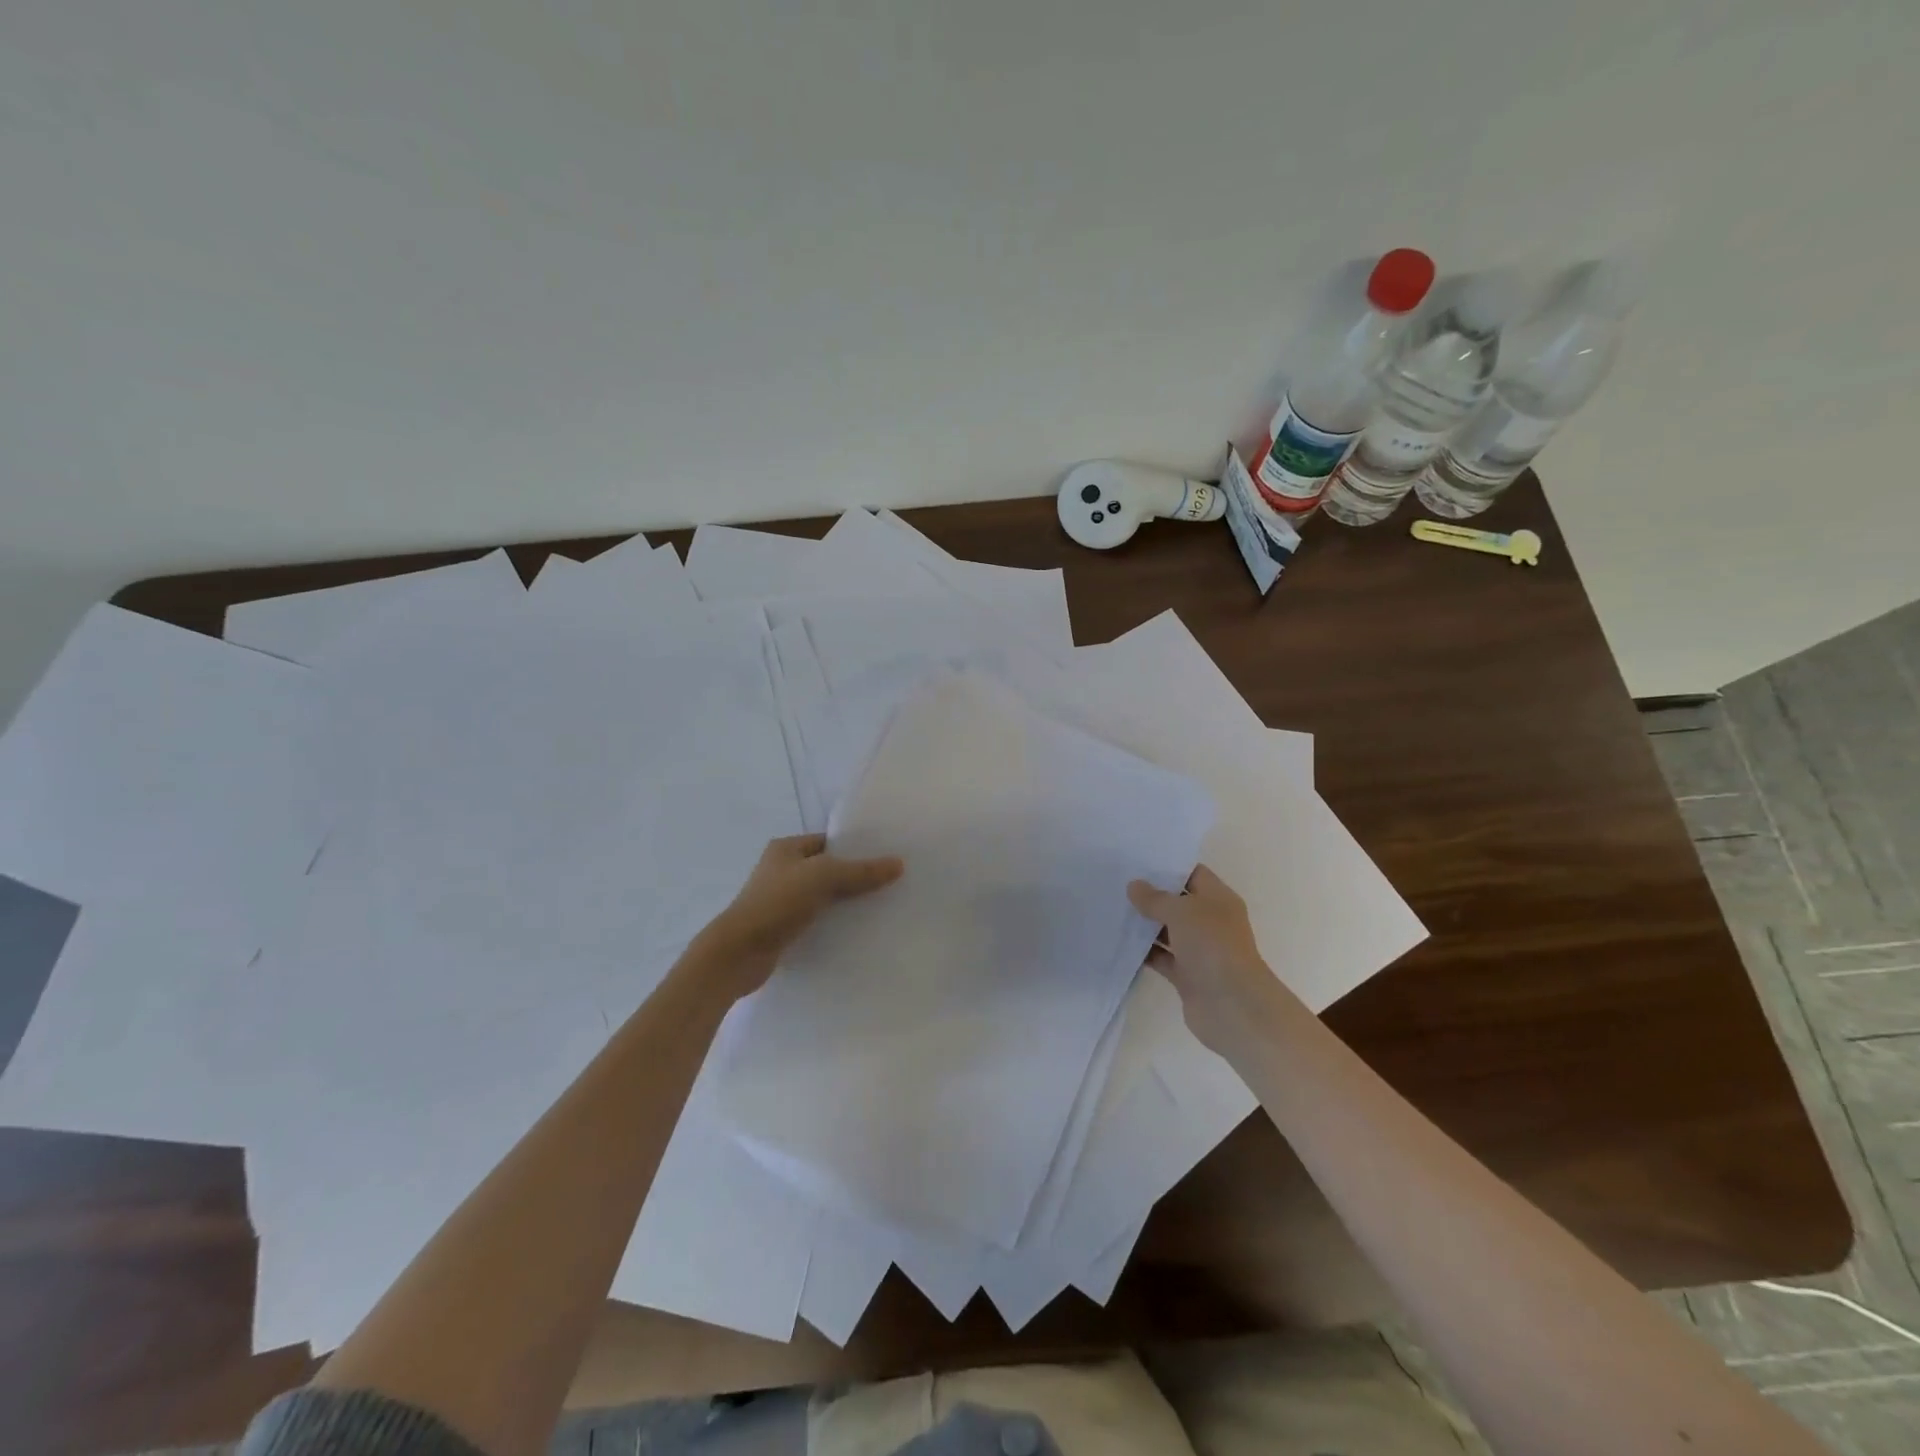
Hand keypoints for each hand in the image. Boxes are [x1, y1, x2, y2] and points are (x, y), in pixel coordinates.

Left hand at [688, 834, 903, 1001]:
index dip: (855, 847)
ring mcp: (781, 900)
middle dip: (855, 876)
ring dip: (846, 902)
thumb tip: (898, 864)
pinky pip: (817, 919)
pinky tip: (858, 931)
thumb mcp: (823, 877)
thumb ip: (861, 871)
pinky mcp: (783, 928)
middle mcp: (782, 870)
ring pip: (823, 896)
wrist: (739, 952)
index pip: (828, 841)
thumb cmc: (778, 902)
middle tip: (889, 883)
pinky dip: (834, 923)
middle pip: (828, 869)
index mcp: (786, 848)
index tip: (885, 856)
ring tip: (881, 907)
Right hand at [1127, 865, 1294, 1051]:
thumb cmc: (1212, 946)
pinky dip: (1144, 952)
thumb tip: (1134, 886)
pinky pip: (1161, 957)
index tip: (1137, 860)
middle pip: (1178, 902)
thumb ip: (1156, 898)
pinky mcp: (1187, 974)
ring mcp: (1199, 949)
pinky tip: (1118, 942)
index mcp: (1218, 899)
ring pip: (1167, 930)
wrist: (1232, 1006)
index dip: (1168, 866)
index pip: (1193, 873)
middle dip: (1151, 894)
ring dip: (1145, 924)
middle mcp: (1210, 921)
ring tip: (1112, 909)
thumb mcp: (1182, 912)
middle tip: (1117, 882)